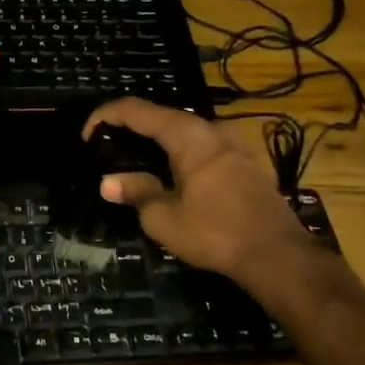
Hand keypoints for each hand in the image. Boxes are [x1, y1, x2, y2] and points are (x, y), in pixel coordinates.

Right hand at [84, 98, 323, 288]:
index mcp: (187, 134)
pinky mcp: (247, 162)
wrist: (278, 255)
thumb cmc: (215, 232)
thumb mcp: (164, 217)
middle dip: (132, 128)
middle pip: (163, 117)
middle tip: (108, 148)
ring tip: (137, 162)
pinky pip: (204, 147)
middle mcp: (212, 129)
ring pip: (186, 132)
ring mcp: (234, 144)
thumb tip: (108, 183)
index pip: (137, 110)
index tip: (86, 135)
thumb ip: (136, 192)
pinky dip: (181, 153)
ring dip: (158, 142)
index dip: (106, 116)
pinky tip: (173, 176)